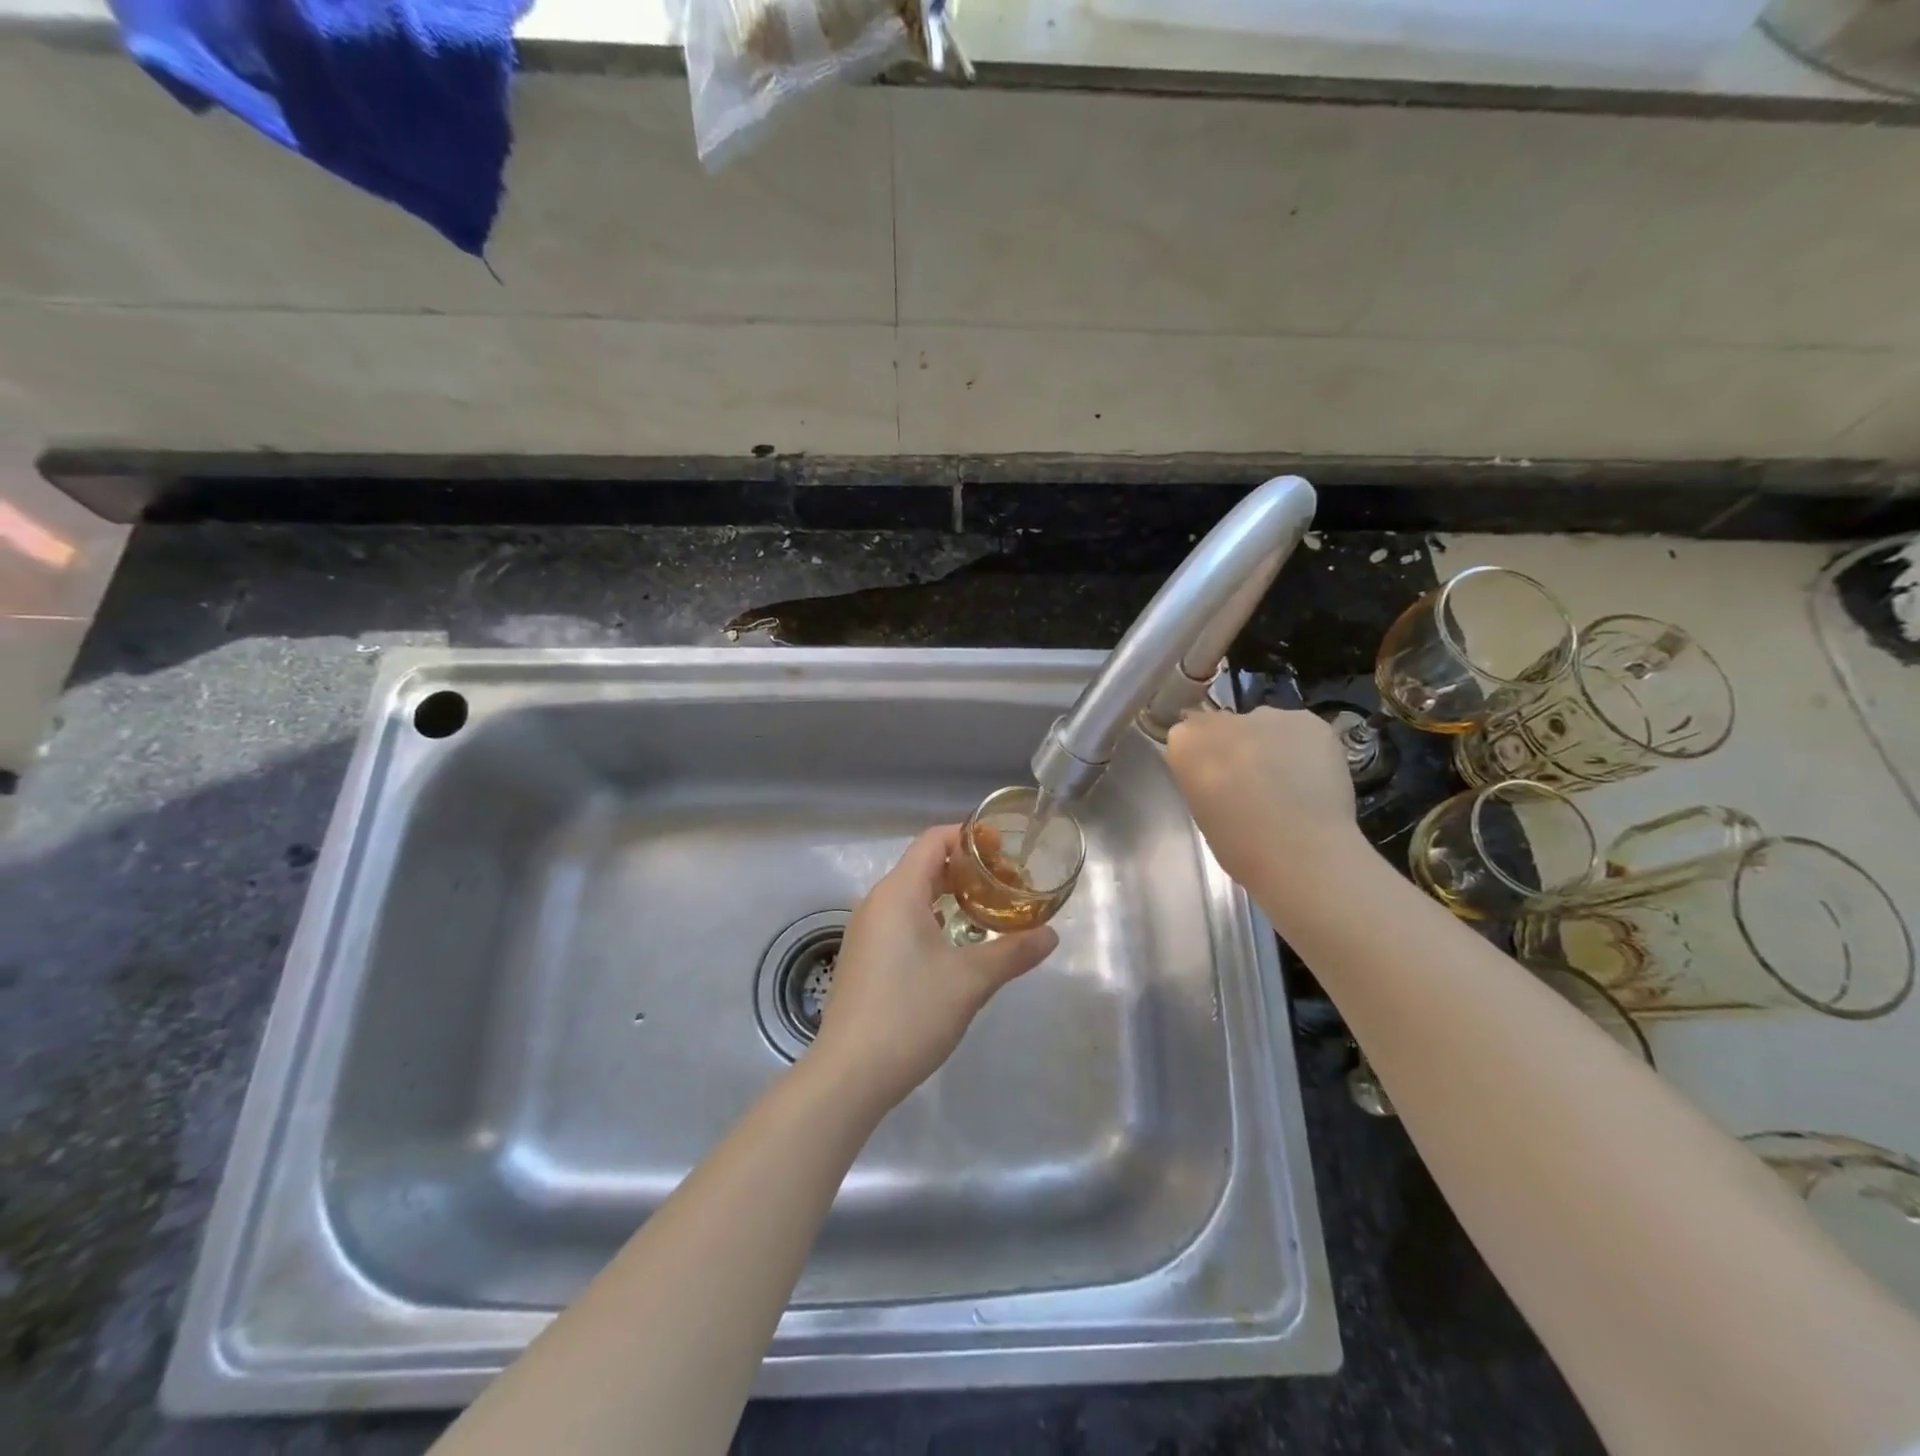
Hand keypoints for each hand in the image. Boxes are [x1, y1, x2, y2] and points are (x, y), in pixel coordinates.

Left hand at [811, 826, 1057, 1111]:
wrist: (849, 1074)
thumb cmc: (910, 1014)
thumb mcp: (970, 981)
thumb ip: (1013, 952)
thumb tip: (1051, 935)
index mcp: (898, 893)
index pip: (934, 840)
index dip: (970, 837)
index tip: (1005, 852)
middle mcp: (876, 902)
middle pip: (924, 865)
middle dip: (966, 869)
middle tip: (1006, 886)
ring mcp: (865, 931)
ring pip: (911, 895)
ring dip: (948, 896)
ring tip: (986, 914)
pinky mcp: (862, 958)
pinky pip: (900, 920)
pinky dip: (930, 919)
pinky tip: (953, 947)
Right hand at [1165, 707, 1360, 886]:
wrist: (1303, 852)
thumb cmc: (1241, 847)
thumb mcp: (1201, 811)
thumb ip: (1202, 778)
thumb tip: (1219, 772)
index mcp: (1186, 743)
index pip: (1186, 737)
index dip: (1202, 758)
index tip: (1213, 781)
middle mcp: (1223, 720)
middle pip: (1222, 725)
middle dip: (1233, 745)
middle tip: (1251, 780)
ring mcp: (1267, 716)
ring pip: (1262, 724)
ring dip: (1267, 744)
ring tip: (1287, 780)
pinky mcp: (1308, 720)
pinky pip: (1298, 729)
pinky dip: (1302, 747)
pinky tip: (1312, 776)